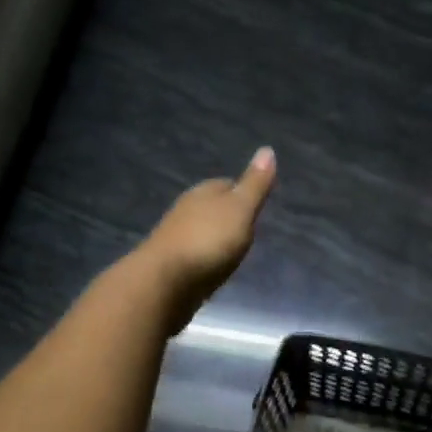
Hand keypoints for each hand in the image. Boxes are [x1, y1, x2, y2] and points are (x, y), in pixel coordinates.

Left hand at [139, 147, 276, 330]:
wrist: (164, 282)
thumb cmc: (208, 242)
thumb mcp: (240, 210)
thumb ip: (255, 185)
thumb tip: (267, 149)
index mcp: (203, 193)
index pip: (226, 184)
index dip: (243, 192)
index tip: (257, 204)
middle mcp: (186, 210)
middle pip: (212, 207)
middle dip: (228, 216)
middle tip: (248, 229)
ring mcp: (175, 238)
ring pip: (201, 231)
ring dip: (215, 238)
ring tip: (233, 250)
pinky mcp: (170, 264)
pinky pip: (193, 255)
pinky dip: (205, 258)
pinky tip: (212, 268)